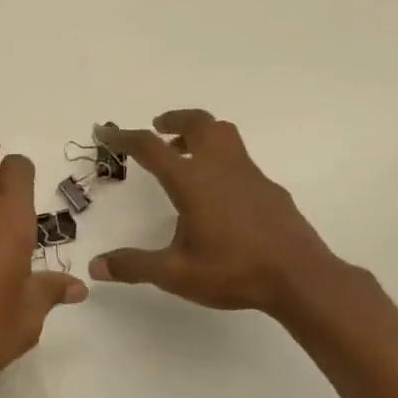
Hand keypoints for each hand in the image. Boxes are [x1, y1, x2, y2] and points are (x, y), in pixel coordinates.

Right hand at [88, 110, 351, 321]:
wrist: (300, 278)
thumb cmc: (233, 271)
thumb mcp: (176, 274)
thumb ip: (134, 266)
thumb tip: (97, 266)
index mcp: (192, 182)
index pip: (150, 147)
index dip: (124, 136)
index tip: (106, 132)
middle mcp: (221, 168)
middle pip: (198, 123)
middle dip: (174, 119)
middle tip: (158, 128)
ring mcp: (250, 175)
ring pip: (224, 134)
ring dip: (200, 134)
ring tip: (185, 154)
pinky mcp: (270, 189)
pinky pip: (240, 160)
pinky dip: (221, 161)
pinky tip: (219, 193)